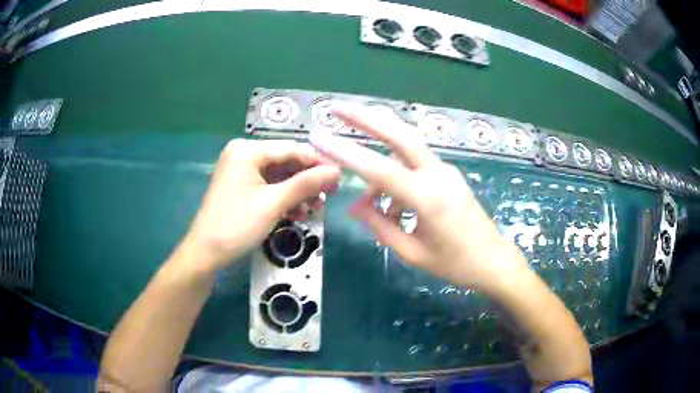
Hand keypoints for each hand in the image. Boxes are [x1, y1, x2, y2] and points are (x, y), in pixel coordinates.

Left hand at [185, 139, 339, 269]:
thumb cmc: (236, 225)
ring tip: (316, 208)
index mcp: (247, 150)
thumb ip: (305, 184)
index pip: (291, 149)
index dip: (317, 162)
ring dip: (298, 192)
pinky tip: (297, 213)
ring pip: (278, 177)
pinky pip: (268, 187)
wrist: (205, 254)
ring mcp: (241, 172)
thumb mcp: (273, 203)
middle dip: (307, 180)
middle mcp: (243, 155)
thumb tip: (336, 171)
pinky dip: (283, 199)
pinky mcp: (241, 188)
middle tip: (330, 195)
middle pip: (285, 162)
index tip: (340, 176)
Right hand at [310, 103, 528, 289]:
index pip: (380, 170)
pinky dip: (395, 175)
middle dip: (366, 118)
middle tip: (336, 107)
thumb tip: (355, 206)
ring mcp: (445, 170)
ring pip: (404, 150)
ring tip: (370, 205)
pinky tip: (393, 204)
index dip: (346, 153)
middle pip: (400, 134)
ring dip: (379, 164)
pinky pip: (414, 165)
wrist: (493, 260)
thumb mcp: (412, 252)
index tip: (319, 138)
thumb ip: (380, 226)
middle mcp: (438, 175)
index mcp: (429, 199)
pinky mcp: (448, 173)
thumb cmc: (454, 263)